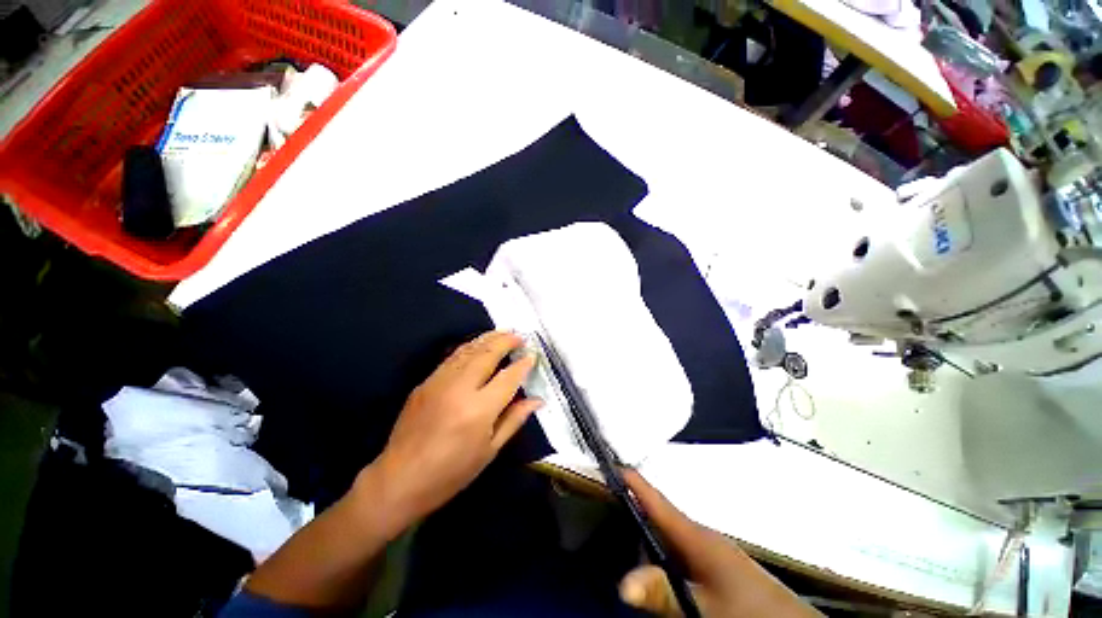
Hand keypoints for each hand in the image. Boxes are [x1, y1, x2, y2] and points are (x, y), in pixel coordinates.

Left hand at [366, 331, 540, 527]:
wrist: (399, 480)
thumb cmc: (451, 472)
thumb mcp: (489, 451)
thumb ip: (514, 419)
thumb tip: (537, 400)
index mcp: (479, 410)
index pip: (508, 378)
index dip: (522, 365)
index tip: (532, 356)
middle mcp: (460, 389)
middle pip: (487, 354)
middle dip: (506, 341)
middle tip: (519, 336)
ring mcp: (439, 382)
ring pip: (468, 350)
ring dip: (488, 338)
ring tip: (503, 333)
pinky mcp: (425, 382)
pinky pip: (452, 357)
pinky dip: (469, 347)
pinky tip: (478, 345)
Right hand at [618, 470, 819, 617]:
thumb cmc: (747, 611)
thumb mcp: (702, 607)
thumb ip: (663, 592)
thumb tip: (622, 584)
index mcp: (695, 535)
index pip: (656, 500)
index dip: (633, 482)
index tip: (609, 465)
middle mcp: (700, 535)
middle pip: (659, 515)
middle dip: (633, 505)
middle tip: (605, 501)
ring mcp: (709, 549)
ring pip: (669, 533)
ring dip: (647, 529)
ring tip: (622, 527)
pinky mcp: (715, 563)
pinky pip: (679, 548)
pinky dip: (661, 548)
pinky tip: (655, 561)